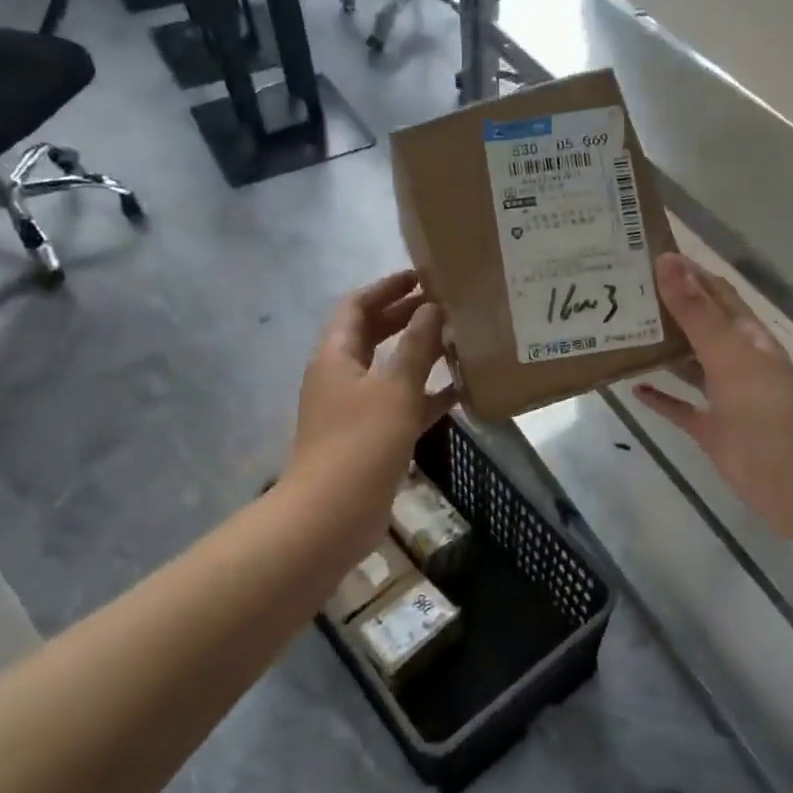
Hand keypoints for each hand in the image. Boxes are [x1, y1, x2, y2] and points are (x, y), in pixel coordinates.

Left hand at [289, 271, 456, 558]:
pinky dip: (425, 394)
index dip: (387, 288)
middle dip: (405, 317)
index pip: (357, 306)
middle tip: (446, 305)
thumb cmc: (361, 442)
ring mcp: (355, 409)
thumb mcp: (394, 388)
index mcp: (336, 355)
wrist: (332, 515)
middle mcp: (342, 376)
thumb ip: (416, 346)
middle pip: (372, 334)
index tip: (422, 277)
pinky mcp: (371, 437)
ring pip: (389, 370)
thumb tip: (432, 307)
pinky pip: (401, 404)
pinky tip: (460, 390)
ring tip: (458, 340)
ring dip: (419, 354)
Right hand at [636, 254, 792, 544]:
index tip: (644, 256)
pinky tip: (632, 388)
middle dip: (665, 308)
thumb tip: (666, 260)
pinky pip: (680, 407)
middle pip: (697, 325)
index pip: (713, 291)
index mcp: (745, 334)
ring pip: (686, 364)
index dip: (686, 271)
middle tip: (618, 294)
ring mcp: (723, 395)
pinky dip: (660, 398)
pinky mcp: (711, 429)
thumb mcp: (728, 352)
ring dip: (659, 350)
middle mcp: (734, 359)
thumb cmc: (765, 407)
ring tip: (619, 333)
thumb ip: (696, 310)